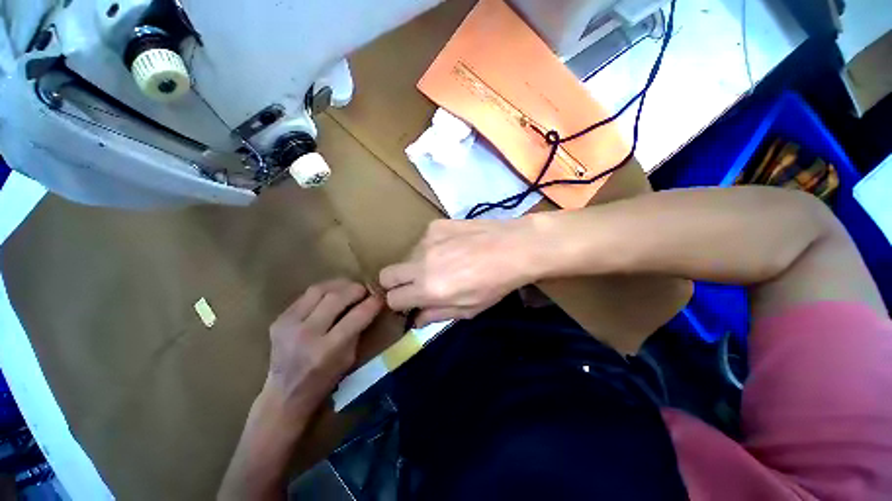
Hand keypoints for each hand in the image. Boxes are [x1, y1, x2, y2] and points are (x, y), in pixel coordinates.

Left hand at [263, 279, 382, 421]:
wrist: (285, 394)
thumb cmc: (324, 380)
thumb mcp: (349, 359)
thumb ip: (358, 330)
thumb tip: (368, 305)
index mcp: (327, 350)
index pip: (357, 316)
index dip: (373, 303)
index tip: (381, 297)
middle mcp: (306, 334)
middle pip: (336, 297)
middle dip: (356, 289)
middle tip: (365, 291)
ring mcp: (288, 324)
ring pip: (319, 289)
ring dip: (339, 285)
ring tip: (349, 288)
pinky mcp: (279, 319)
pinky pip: (306, 295)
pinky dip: (324, 291)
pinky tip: (331, 295)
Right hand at [379, 218, 540, 326]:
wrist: (514, 247)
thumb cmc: (495, 284)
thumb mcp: (469, 309)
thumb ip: (436, 315)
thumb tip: (415, 319)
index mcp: (428, 288)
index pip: (392, 299)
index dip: (400, 303)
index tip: (411, 302)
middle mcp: (420, 263)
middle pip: (386, 274)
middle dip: (396, 284)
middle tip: (417, 285)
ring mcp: (426, 239)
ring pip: (407, 257)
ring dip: (418, 264)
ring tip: (445, 263)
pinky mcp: (435, 225)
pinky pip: (423, 241)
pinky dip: (432, 248)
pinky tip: (453, 247)